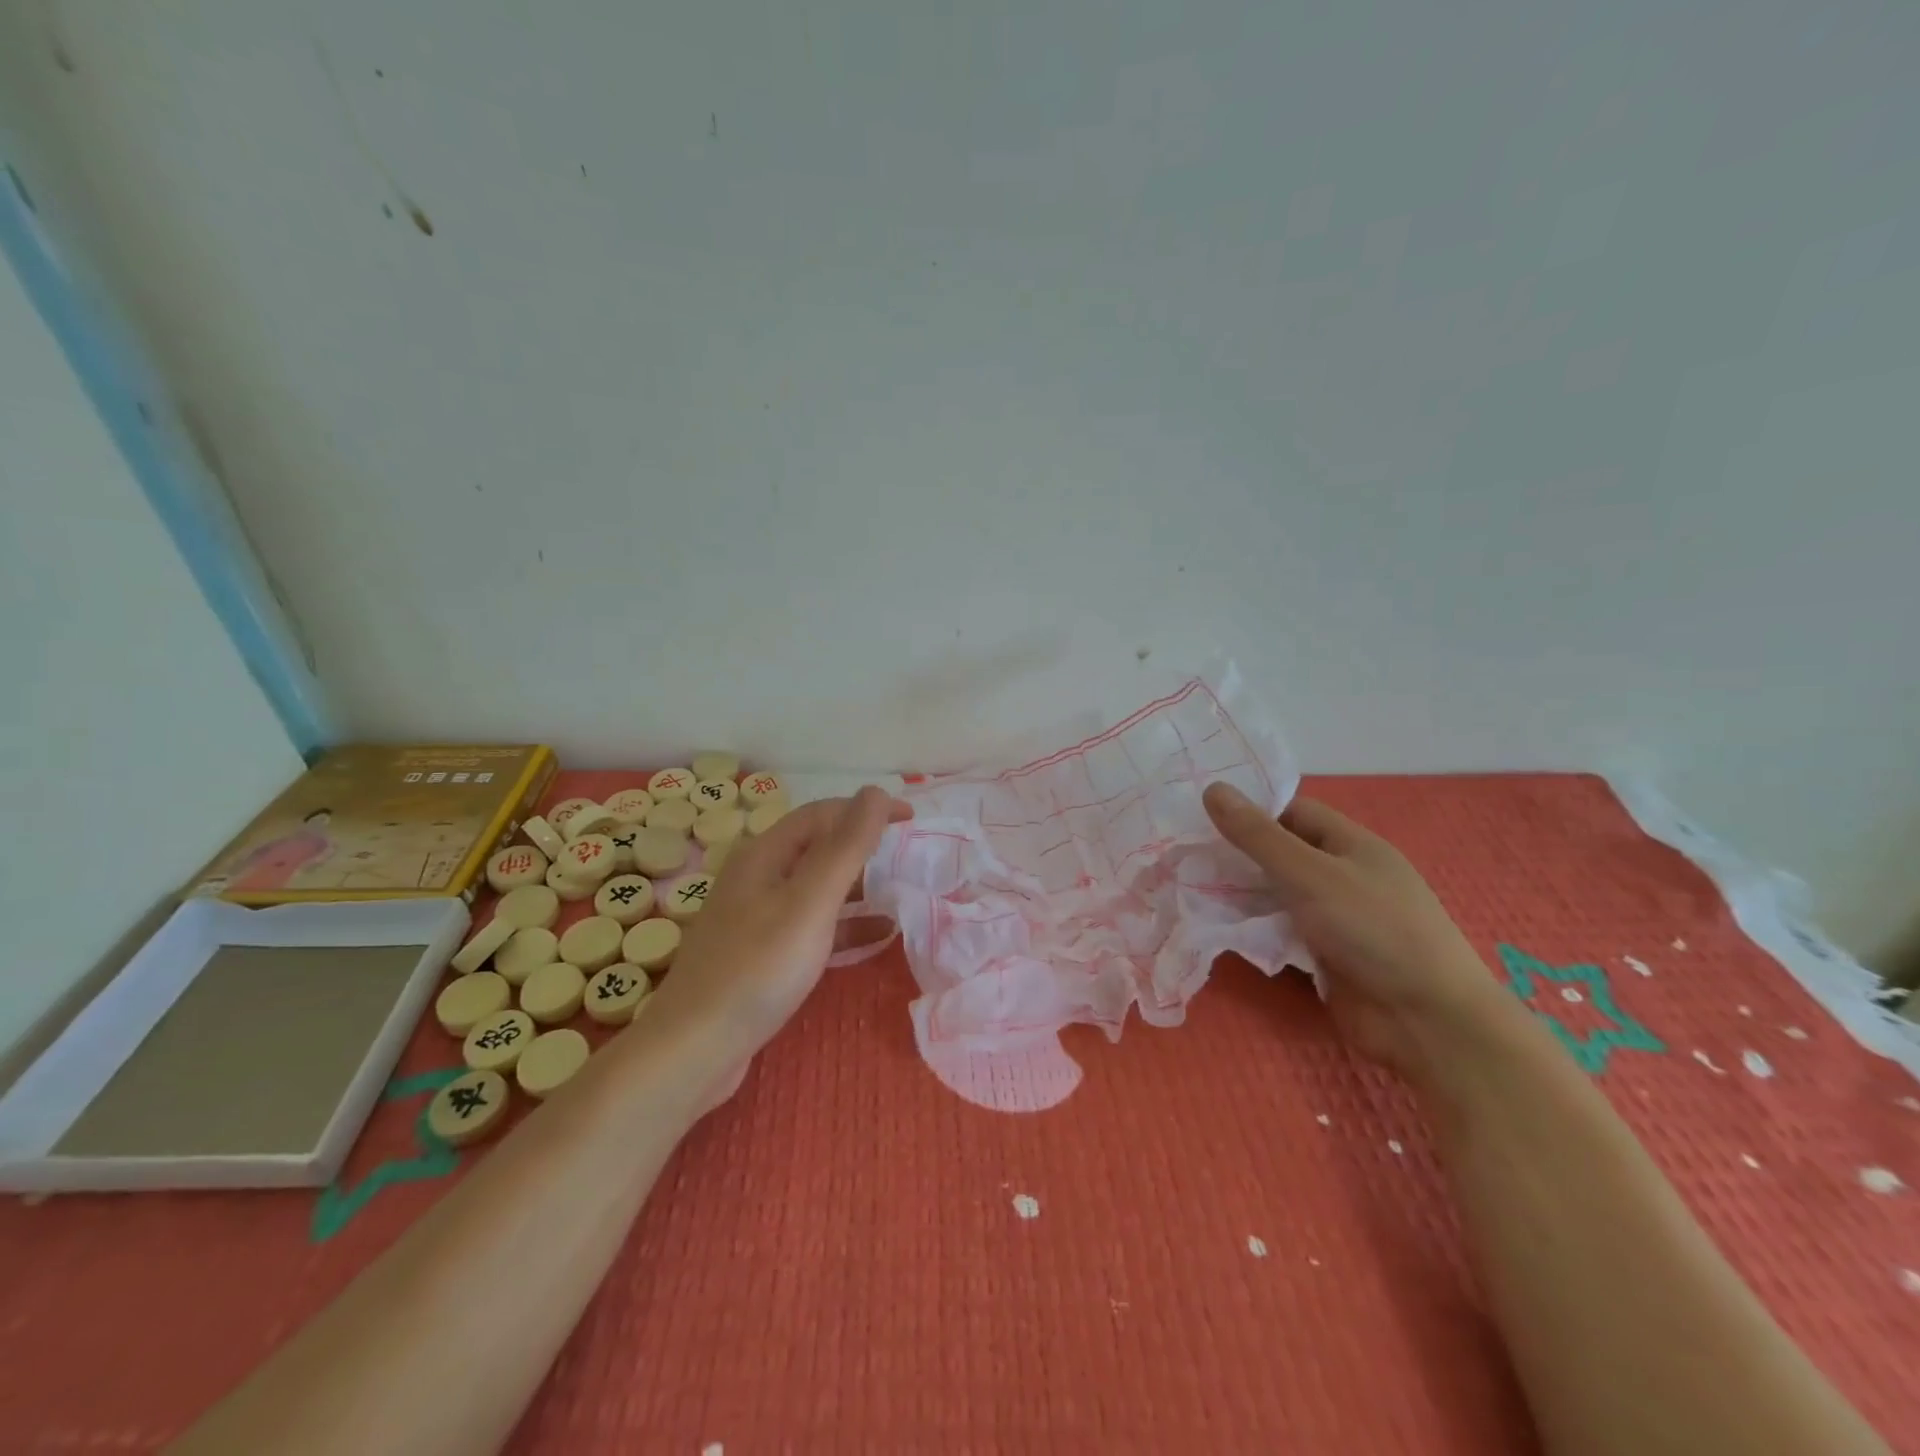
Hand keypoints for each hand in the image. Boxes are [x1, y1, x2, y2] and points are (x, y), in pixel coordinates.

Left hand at [646, 788, 910, 1099]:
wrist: (693, 1051)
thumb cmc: (757, 969)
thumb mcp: (809, 903)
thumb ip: (845, 848)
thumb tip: (875, 792)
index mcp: (764, 856)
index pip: (821, 815)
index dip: (866, 810)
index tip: (911, 820)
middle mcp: (757, 879)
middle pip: (817, 848)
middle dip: (863, 846)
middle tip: (908, 855)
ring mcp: (757, 919)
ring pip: (816, 889)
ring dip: (858, 886)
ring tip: (900, 892)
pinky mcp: (762, 955)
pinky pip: (812, 926)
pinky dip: (845, 924)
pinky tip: (878, 937)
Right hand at [1203, 783, 1519, 1078]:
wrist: (1427, 1022)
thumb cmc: (1374, 930)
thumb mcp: (1311, 874)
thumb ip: (1258, 836)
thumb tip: (1212, 788)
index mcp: (1351, 844)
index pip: (1292, 812)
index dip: (1250, 811)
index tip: (1200, 815)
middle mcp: (1342, 876)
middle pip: (1281, 854)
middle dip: (1236, 854)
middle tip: (1181, 853)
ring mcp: (1334, 918)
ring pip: (1275, 895)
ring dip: (1239, 894)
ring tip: (1185, 886)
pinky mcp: (1324, 956)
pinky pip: (1280, 931)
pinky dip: (1253, 928)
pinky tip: (1215, 926)